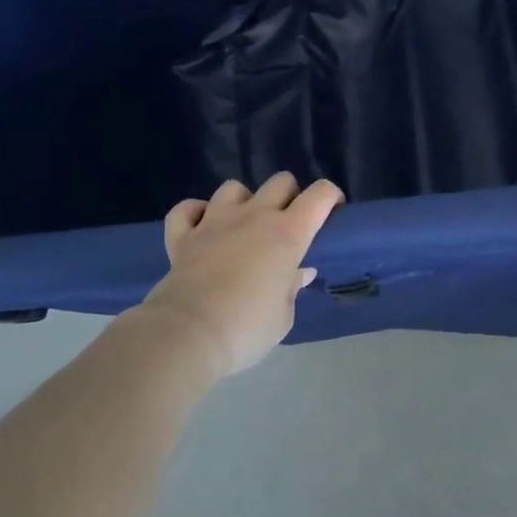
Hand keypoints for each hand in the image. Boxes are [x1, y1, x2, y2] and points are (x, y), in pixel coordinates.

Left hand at [140, 172, 343, 377]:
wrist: (187, 335)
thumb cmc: (246, 328)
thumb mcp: (283, 317)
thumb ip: (291, 288)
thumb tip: (298, 273)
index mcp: (288, 233)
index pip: (319, 195)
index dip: (330, 197)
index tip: (332, 212)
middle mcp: (254, 216)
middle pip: (280, 181)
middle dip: (289, 196)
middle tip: (287, 224)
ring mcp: (215, 221)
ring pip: (233, 188)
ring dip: (242, 201)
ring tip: (242, 225)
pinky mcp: (183, 236)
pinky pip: (186, 210)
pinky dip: (194, 213)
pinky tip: (200, 227)